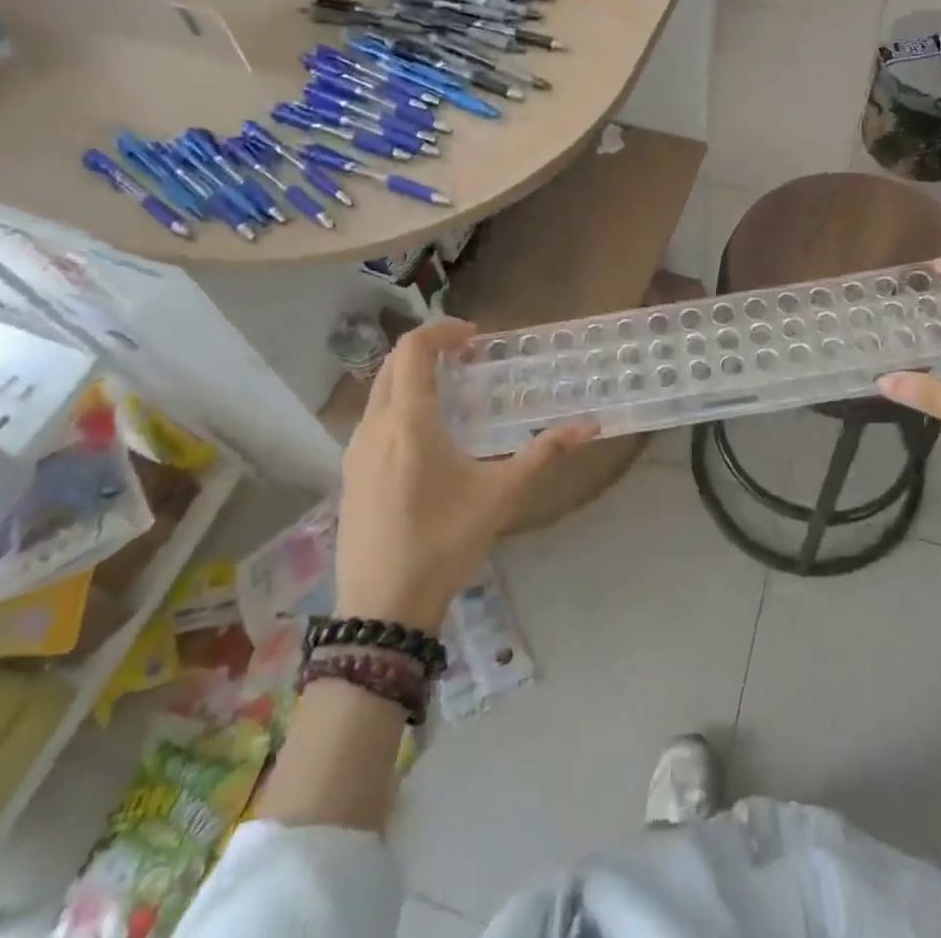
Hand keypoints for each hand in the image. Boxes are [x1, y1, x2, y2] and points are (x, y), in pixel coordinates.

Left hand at [334, 320, 598, 629]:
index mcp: (408, 420)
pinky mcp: (350, 475)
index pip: (413, 348)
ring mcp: (355, 452)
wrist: (383, 608)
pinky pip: (373, 420)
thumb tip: (591, 427)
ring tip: (452, 393)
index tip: (475, 336)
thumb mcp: (501, 494)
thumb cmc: (444, 541)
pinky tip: (427, 437)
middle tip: (467, 357)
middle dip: (429, 350)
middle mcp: (374, 426)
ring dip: (412, 378)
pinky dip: (399, 405)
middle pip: (393, 364)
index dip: (442, 331)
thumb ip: (545, 454)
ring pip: (379, 392)